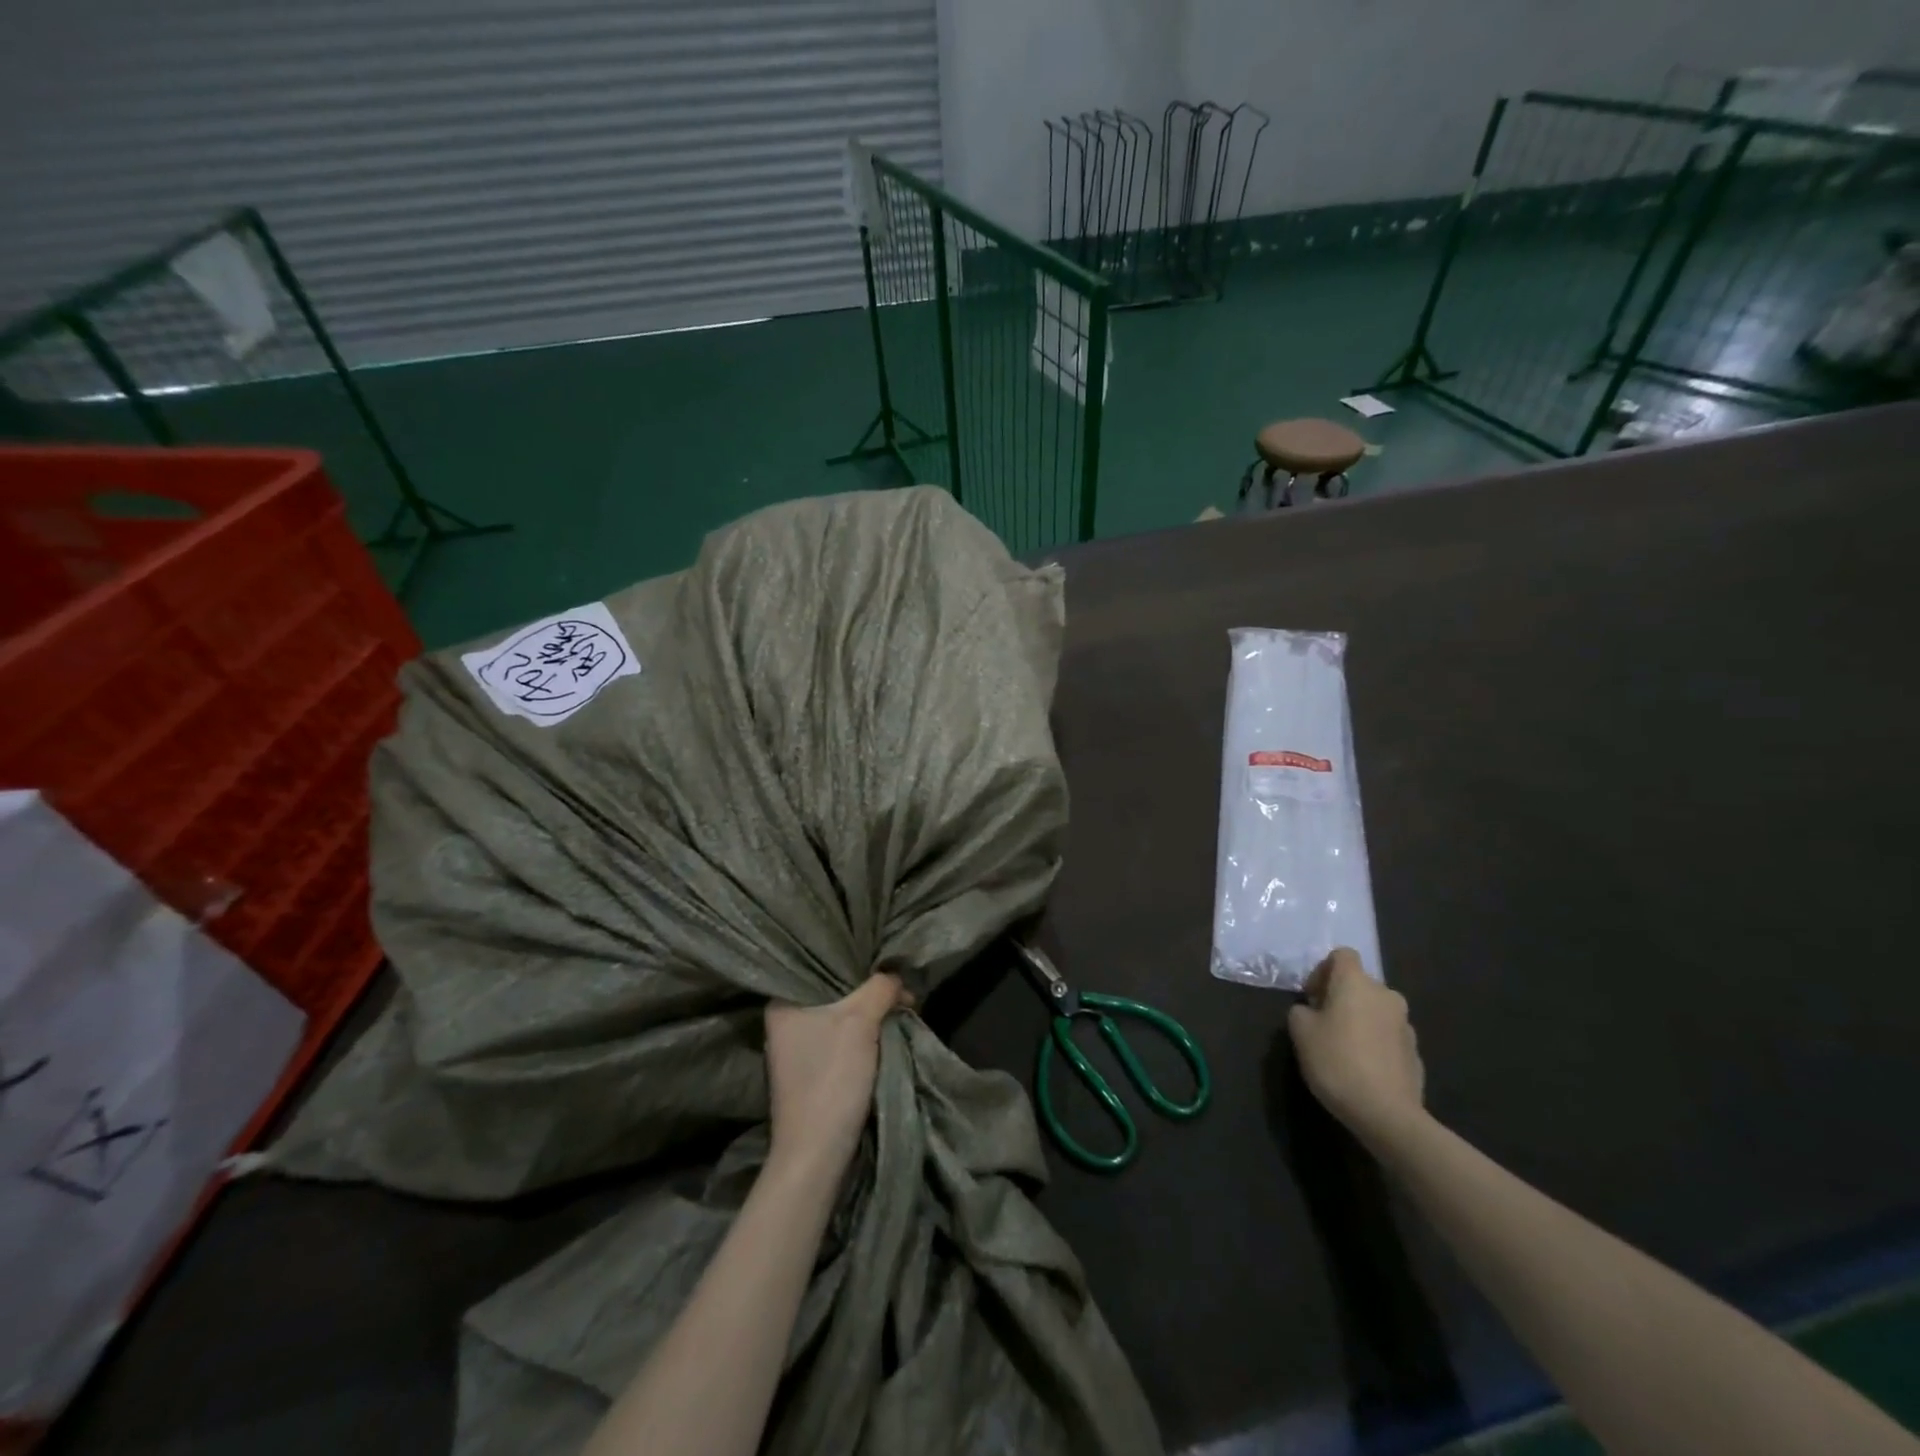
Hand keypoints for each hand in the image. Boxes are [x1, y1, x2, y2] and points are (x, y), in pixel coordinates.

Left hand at [765, 975, 912, 1171]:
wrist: (816, 1155)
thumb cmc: (831, 1077)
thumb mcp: (861, 1020)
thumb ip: (880, 987)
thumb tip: (896, 978)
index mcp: (783, 1003)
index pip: (824, 965)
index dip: (860, 963)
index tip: (889, 966)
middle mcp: (785, 1021)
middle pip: (837, 991)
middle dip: (871, 991)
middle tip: (902, 991)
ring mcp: (797, 1049)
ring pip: (842, 1016)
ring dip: (871, 1014)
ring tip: (900, 1008)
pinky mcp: (812, 1072)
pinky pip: (842, 1039)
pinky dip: (864, 1036)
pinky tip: (887, 1032)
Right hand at [1287, 948, 1424, 1146]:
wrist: (1387, 1113)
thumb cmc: (1337, 1061)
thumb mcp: (1299, 1031)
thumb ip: (1301, 1010)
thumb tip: (1312, 1011)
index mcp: (1357, 982)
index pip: (1342, 955)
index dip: (1323, 970)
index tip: (1312, 997)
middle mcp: (1386, 995)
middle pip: (1360, 984)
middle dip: (1341, 997)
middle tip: (1323, 1024)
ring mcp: (1405, 1024)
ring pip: (1375, 1010)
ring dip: (1359, 1020)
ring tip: (1343, 1049)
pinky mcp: (1416, 1052)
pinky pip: (1388, 1036)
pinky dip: (1375, 1043)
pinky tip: (1362, 1068)